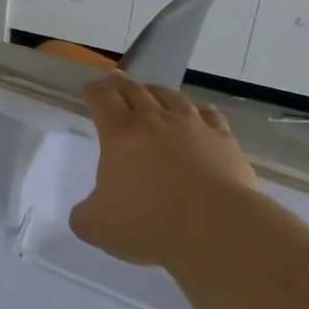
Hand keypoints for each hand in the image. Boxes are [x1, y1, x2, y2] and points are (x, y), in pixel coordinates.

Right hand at [69, 76, 256, 268]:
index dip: (94, 91)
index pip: (102, 99)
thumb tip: (85, 214)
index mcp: (120, 133)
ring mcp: (193, 126)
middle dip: (121, 84)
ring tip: (153, 92)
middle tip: (115, 80)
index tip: (90, 89)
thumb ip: (84, 215)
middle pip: (135, 90)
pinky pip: (210, 116)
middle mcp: (155, 120)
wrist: (216, 228)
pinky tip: (201, 114)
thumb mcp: (97, 227)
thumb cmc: (148, 223)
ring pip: (172, 97)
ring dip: (157, 92)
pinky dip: (200, 111)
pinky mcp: (224, 140)